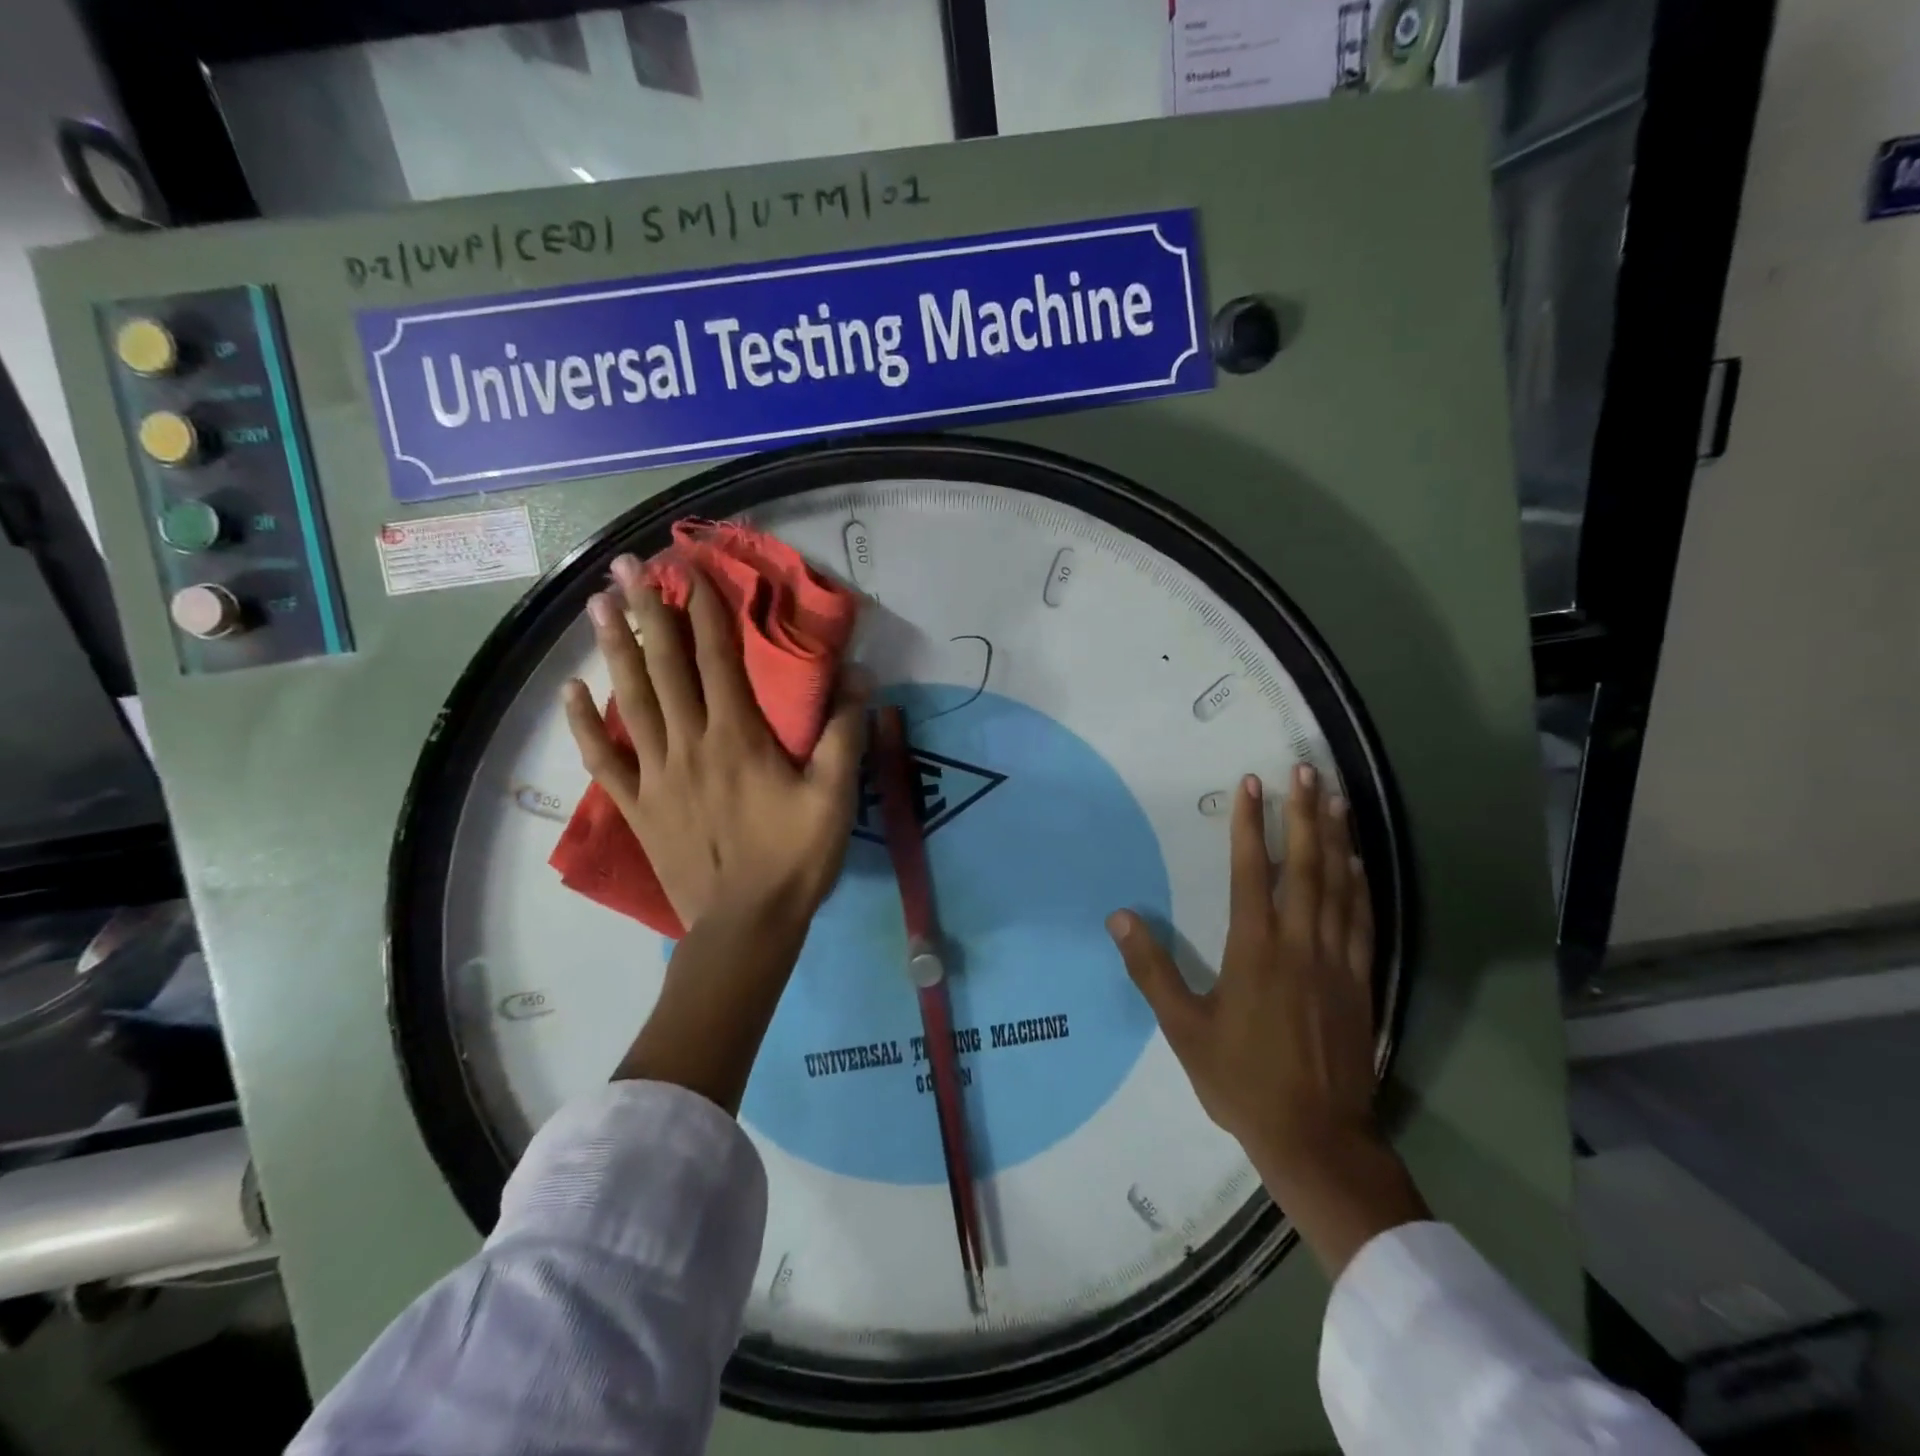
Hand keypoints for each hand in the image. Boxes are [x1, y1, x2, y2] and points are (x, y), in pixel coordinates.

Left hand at [562, 554, 867, 931]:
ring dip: (614, 650)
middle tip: (625, 566)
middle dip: (646, 612)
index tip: (691, 570)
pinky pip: (605, 760)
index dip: (705, 612)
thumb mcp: (836, 797)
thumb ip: (845, 735)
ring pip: (631, 701)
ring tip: (596, 605)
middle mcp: (690, 744)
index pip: (717, 660)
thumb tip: (860, 678)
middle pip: (664, 667)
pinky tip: (571, 692)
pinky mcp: (639, 807)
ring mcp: (657, 775)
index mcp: (738, 737)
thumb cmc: (795, 859)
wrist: (746, 926)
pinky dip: (585, 725)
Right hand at [1108, 765, 1425, 1275]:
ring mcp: (1337, 961)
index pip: (1251, 873)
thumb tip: (1119, 919)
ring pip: (1340, 886)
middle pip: (1305, 866)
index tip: (1249, 785)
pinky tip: (1358, 861)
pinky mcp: (1361, 981)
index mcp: (1255, 951)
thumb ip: (1152, 970)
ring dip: (1336, 837)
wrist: (1316, 1138)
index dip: (1249, 826)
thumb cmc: (1241, 1080)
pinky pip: (1363, 920)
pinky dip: (1360, 884)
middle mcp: (1300, 944)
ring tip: (1334, 797)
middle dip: (1303, 814)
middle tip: (1303, 770)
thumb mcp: (1183, 1028)